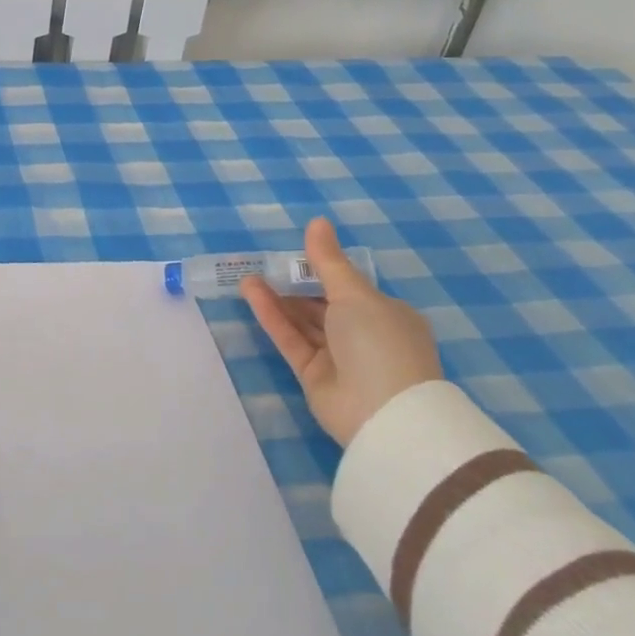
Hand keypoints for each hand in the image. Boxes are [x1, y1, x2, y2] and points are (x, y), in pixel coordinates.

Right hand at [242, 218, 440, 446]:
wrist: (384, 414)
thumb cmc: (379, 342)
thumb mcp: (354, 293)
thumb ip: (327, 261)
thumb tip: (317, 221)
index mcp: (386, 315)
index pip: (350, 288)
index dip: (322, 270)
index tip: (294, 255)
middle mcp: (364, 336)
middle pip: (323, 305)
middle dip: (295, 285)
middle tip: (264, 263)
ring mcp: (338, 358)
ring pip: (303, 322)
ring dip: (278, 298)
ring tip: (248, 275)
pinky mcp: (314, 376)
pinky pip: (291, 340)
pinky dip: (272, 317)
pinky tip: (251, 292)